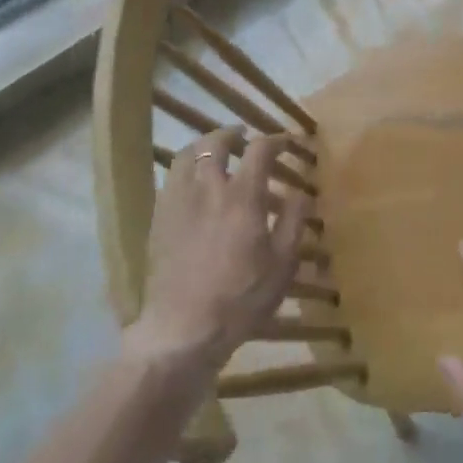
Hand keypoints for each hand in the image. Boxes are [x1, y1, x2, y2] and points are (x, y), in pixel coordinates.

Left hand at [124, 127, 309, 380]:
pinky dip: (185, 167)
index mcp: (242, 195)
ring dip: (204, 145)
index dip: (275, 140)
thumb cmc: (241, 298)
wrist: (184, 328)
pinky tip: (191, 181)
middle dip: (233, 134)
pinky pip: (171, 177)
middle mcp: (208, 186)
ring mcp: (178, 199)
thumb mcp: (282, 265)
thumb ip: (294, 222)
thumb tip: (302, 192)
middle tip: (244, 138)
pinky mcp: (159, 216)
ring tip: (214, 151)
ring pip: (188, 154)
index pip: (259, 150)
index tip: (285, 141)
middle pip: (217, 142)